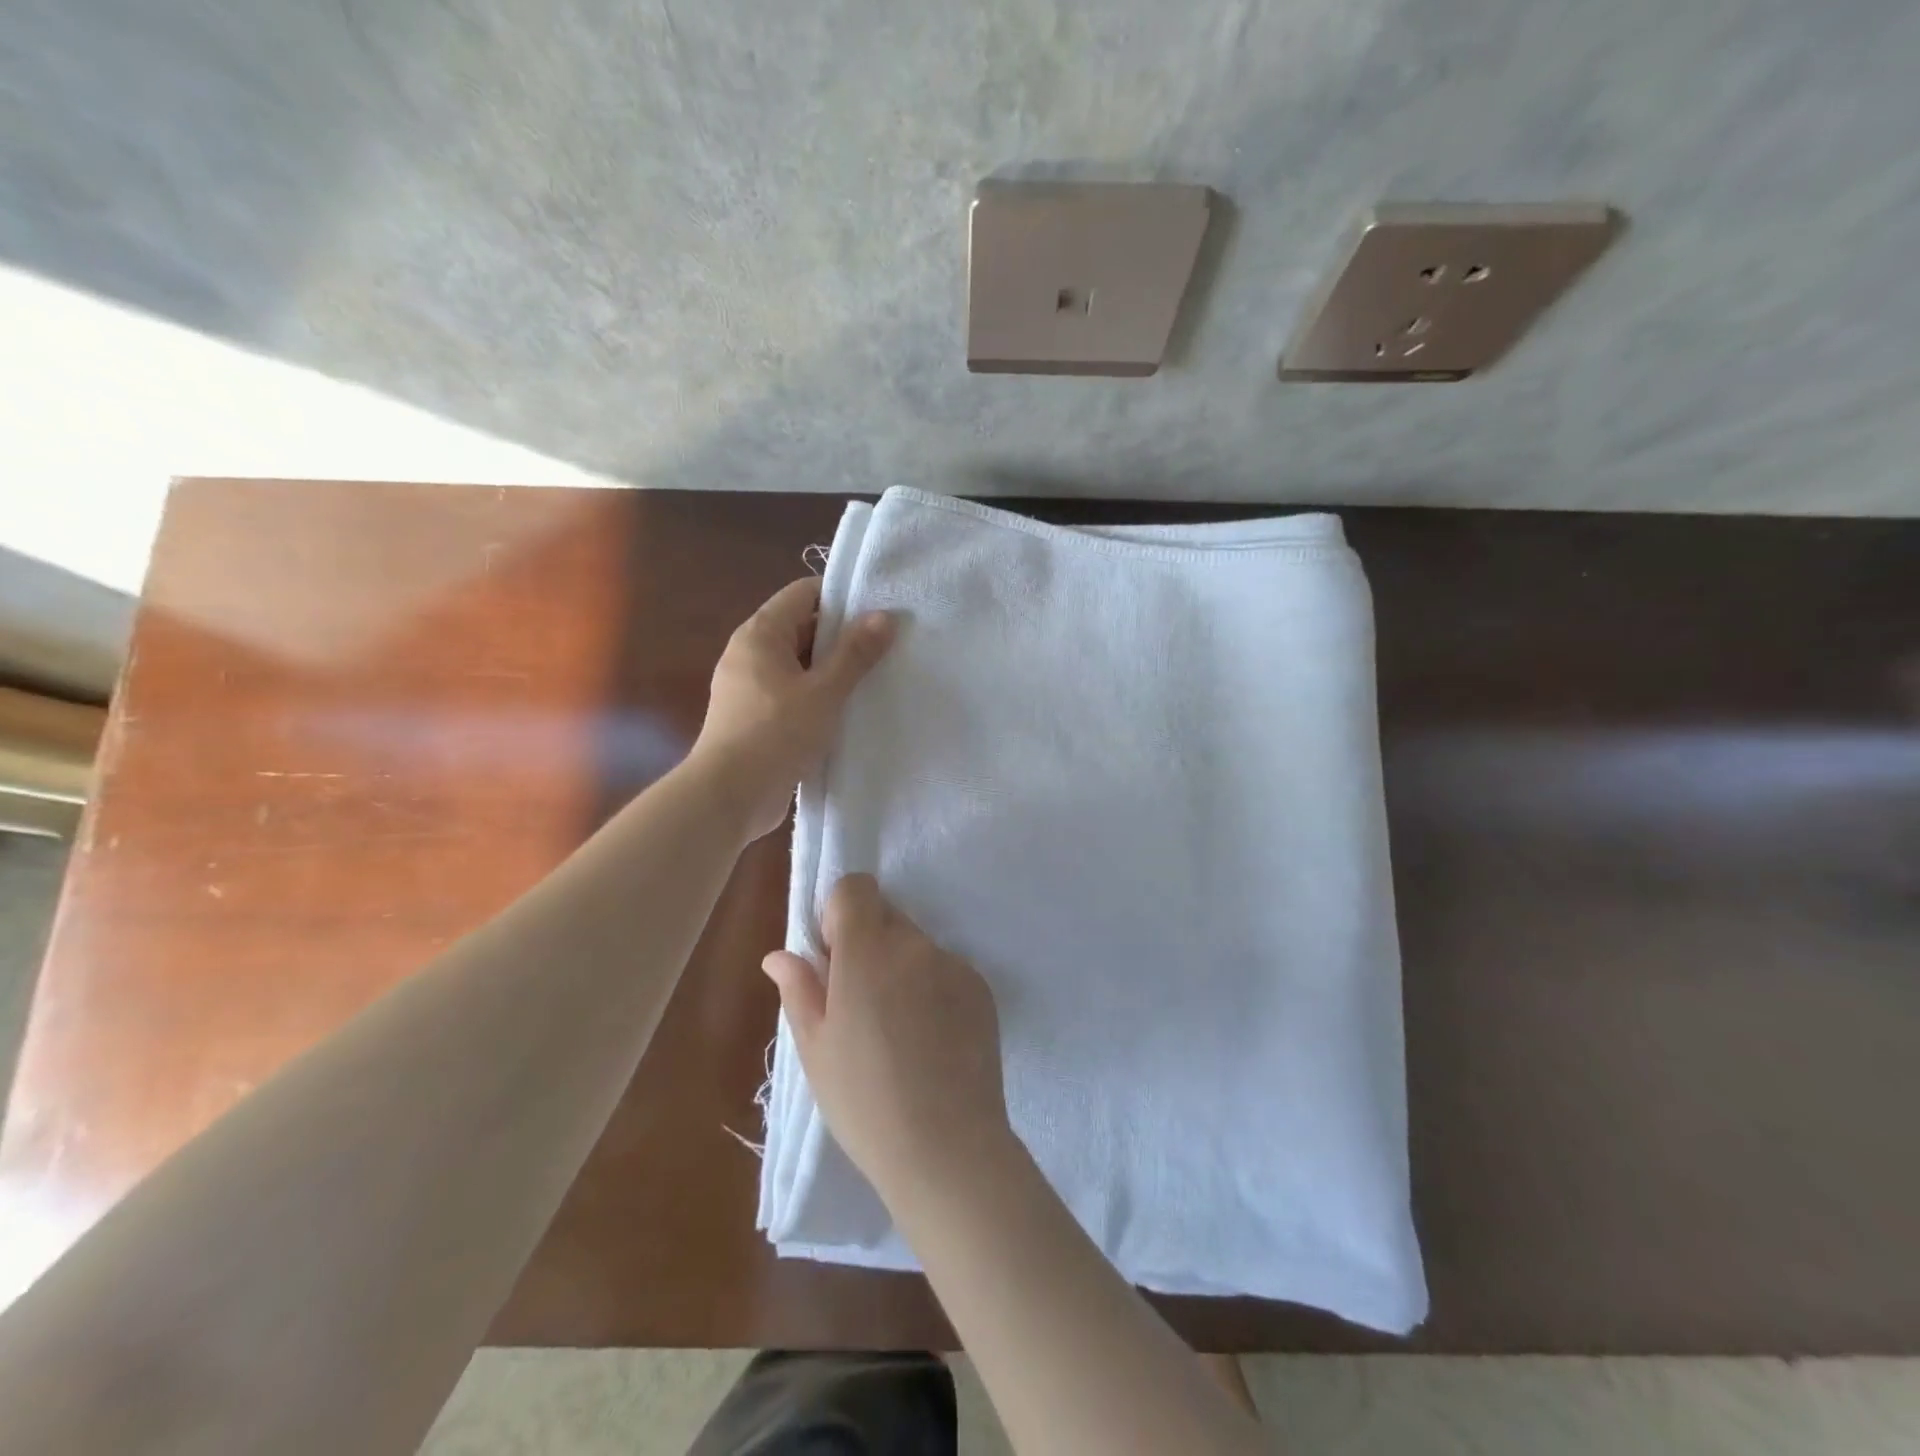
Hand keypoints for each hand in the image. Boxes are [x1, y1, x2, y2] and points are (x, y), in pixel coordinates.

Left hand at [690, 579, 894, 839]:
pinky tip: (847, 712)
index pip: (803, 593)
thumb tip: (884, 616)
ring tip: (875, 680)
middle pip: (801, 628)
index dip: (841, 598)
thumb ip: (855, 653)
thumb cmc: (776, 734)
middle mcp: (750, 653)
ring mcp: (749, 687)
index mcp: (761, 634)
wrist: (729, 796)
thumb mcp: (824, 692)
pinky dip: (817, 697)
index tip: (878, 613)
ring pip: (798, 665)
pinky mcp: (754, 718)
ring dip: (832, 672)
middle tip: (886, 648)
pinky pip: (792, 694)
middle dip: (841, 637)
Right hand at [762, 875, 1013, 1204]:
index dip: (839, 912)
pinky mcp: (981, 988)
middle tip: (860, 1001)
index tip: (832, 956)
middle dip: (868, 942)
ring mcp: (954, 964)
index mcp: (868, 952)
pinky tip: (930, 1040)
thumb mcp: (815, 1048)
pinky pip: (946, 969)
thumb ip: (799, 989)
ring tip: (897, 1031)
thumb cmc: (864, 1101)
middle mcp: (915, 945)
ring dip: (901, 967)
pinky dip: (933, 987)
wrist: (947, 1147)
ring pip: (917, 945)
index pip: (856, 887)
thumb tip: (779, 955)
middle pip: (887, 915)